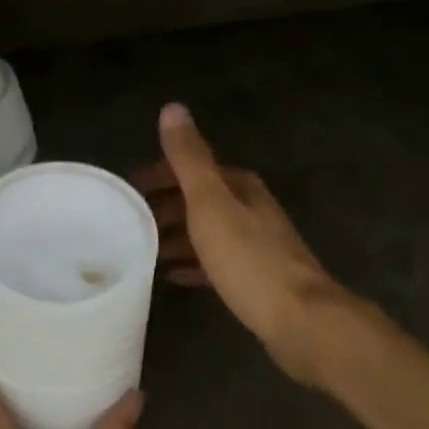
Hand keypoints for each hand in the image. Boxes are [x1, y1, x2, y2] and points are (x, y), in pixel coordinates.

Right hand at [133, 103, 356, 385]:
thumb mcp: (211, 203)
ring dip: (176, 236)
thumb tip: (172, 107)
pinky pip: (214, 263)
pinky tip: (172, 276)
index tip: (127, 188)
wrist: (301, 321)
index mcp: (239, 187)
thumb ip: (189, 158)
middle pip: (199, 200)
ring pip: (206, 232)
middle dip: (164, 206)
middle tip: (127, 221)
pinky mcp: (256, 279)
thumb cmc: (249, 259)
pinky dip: (192, 264)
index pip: (192, 169)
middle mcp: (250, 209)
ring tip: (141, 248)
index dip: (159, 174)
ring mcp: (256, 245)